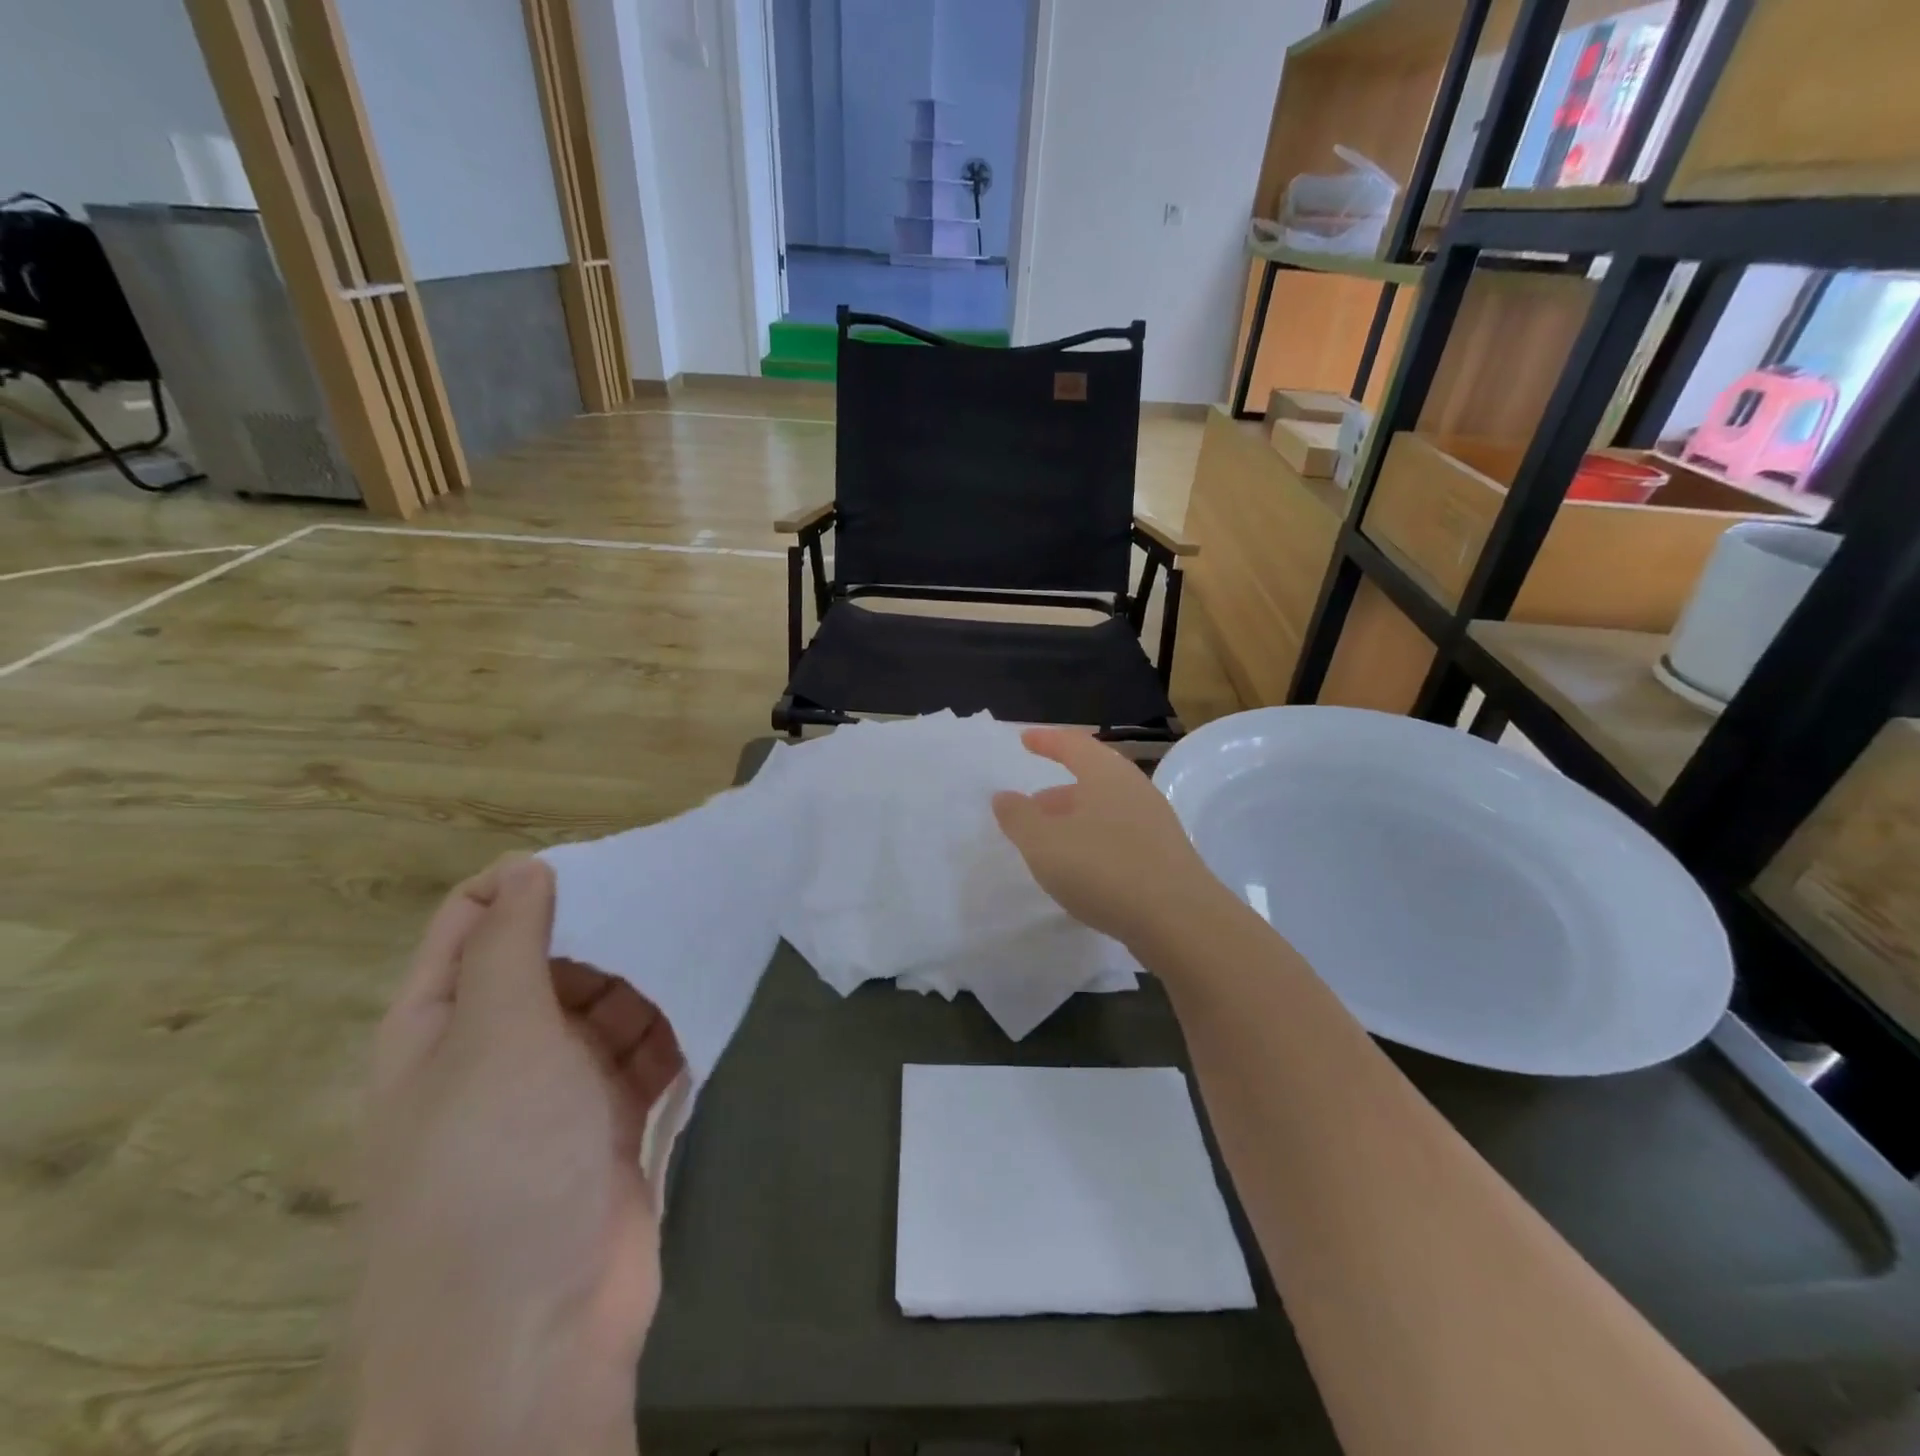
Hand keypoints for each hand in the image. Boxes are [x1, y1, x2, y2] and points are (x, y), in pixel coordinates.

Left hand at [354, 858, 683, 1455]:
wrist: (532, 1340)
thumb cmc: (497, 1169)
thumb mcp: (495, 1039)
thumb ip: (509, 946)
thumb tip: (526, 868)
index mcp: (440, 1028)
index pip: (471, 924)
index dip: (526, 885)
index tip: (600, 866)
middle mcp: (494, 1053)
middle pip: (550, 962)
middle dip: (604, 932)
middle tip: (668, 902)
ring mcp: (556, 1092)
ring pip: (604, 1006)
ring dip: (645, 981)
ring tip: (697, 949)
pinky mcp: (609, 1123)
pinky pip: (642, 1054)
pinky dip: (668, 1030)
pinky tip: (702, 1007)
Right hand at [992, 727, 1226, 949]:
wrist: (1180, 922)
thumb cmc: (1104, 870)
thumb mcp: (1044, 844)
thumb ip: (1019, 818)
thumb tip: (1004, 796)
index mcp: (1107, 774)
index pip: (1072, 744)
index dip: (1046, 740)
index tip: (1024, 739)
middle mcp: (1134, 790)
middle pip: (1091, 778)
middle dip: (1057, 791)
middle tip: (1030, 806)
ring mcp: (1155, 824)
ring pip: (1105, 810)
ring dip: (1074, 820)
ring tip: (1049, 843)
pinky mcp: (1165, 857)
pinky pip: (1119, 836)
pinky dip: (1093, 842)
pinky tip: (1081, 870)